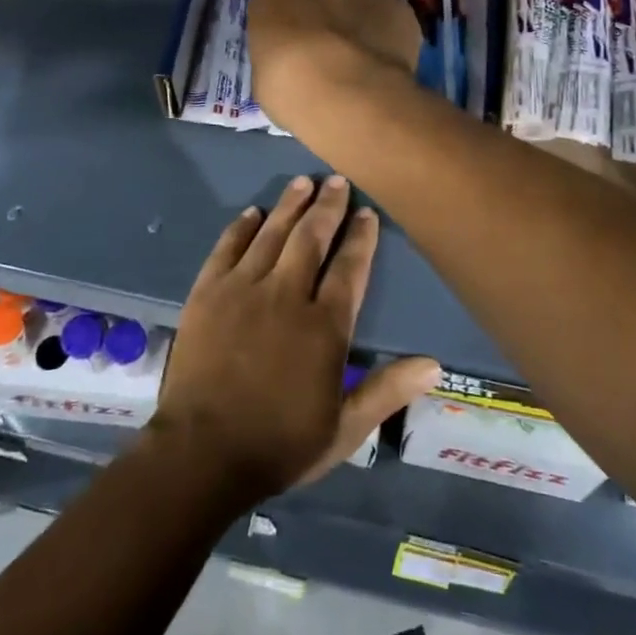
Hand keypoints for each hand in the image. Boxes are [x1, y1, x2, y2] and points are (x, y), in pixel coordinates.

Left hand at [151, 175, 439, 501]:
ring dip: (289, 204)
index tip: (367, 213)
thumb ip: (387, 391)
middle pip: (311, 237)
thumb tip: (434, 364)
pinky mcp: (208, 292)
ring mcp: (243, 289)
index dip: (360, 237)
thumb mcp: (345, 429)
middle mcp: (286, 294)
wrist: (201, 454)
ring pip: (272, 233)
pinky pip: (227, 247)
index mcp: (324, 325)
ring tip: (303, 181)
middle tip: (337, 180)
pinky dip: (242, 227)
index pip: (349, 267)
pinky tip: (253, 212)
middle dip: (328, 206)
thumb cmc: (279, 444)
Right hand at [248, 0, 422, 135]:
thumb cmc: (285, 87)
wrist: (341, 89)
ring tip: (362, 57)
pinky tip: (385, 63)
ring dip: (360, 17)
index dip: (290, 12)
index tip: (293, 36)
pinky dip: (389, 34)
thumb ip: (281, 51)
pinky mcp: (398, 8)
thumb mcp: (263, 72)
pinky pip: (392, 17)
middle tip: (329, 35)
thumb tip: (297, 57)